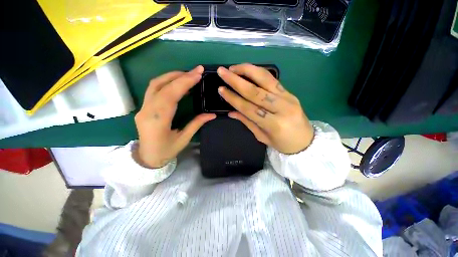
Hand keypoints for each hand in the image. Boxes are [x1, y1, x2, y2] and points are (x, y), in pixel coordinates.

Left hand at [134, 66, 215, 167]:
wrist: (147, 157)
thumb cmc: (166, 151)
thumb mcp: (184, 139)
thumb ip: (197, 124)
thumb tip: (212, 115)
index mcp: (158, 120)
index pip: (170, 95)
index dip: (184, 82)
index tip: (197, 74)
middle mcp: (147, 110)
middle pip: (162, 85)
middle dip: (181, 76)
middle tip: (196, 71)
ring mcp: (143, 108)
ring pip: (155, 84)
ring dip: (172, 76)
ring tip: (188, 75)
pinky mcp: (144, 107)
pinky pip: (154, 89)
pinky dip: (167, 82)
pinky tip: (178, 83)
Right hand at [217, 63, 313, 153]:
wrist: (306, 141)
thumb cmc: (282, 143)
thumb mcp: (262, 137)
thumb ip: (247, 122)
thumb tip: (231, 112)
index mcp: (274, 124)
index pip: (249, 108)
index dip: (233, 99)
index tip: (221, 89)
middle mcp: (282, 108)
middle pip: (256, 91)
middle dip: (237, 80)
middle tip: (223, 71)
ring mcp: (288, 97)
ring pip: (266, 79)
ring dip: (248, 70)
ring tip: (234, 67)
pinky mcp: (290, 92)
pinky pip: (273, 79)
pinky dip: (259, 72)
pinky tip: (248, 69)